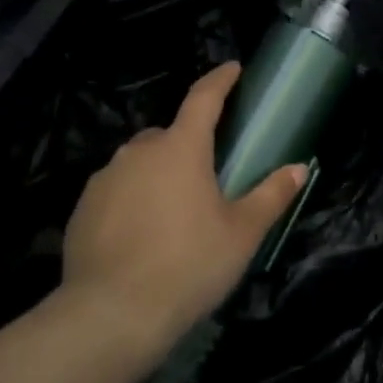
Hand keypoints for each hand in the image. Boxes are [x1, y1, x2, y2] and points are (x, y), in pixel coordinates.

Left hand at [61, 62, 306, 363]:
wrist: (112, 314)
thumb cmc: (189, 265)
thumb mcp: (241, 234)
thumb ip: (271, 195)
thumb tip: (299, 168)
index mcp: (181, 148)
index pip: (203, 98)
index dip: (220, 80)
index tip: (233, 68)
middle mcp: (139, 151)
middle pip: (169, 134)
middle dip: (188, 144)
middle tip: (206, 177)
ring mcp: (106, 177)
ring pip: (140, 162)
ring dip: (158, 173)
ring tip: (172, 213)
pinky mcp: (83, 207)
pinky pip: (115, 189)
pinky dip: (131, 199)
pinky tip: (140, 235)